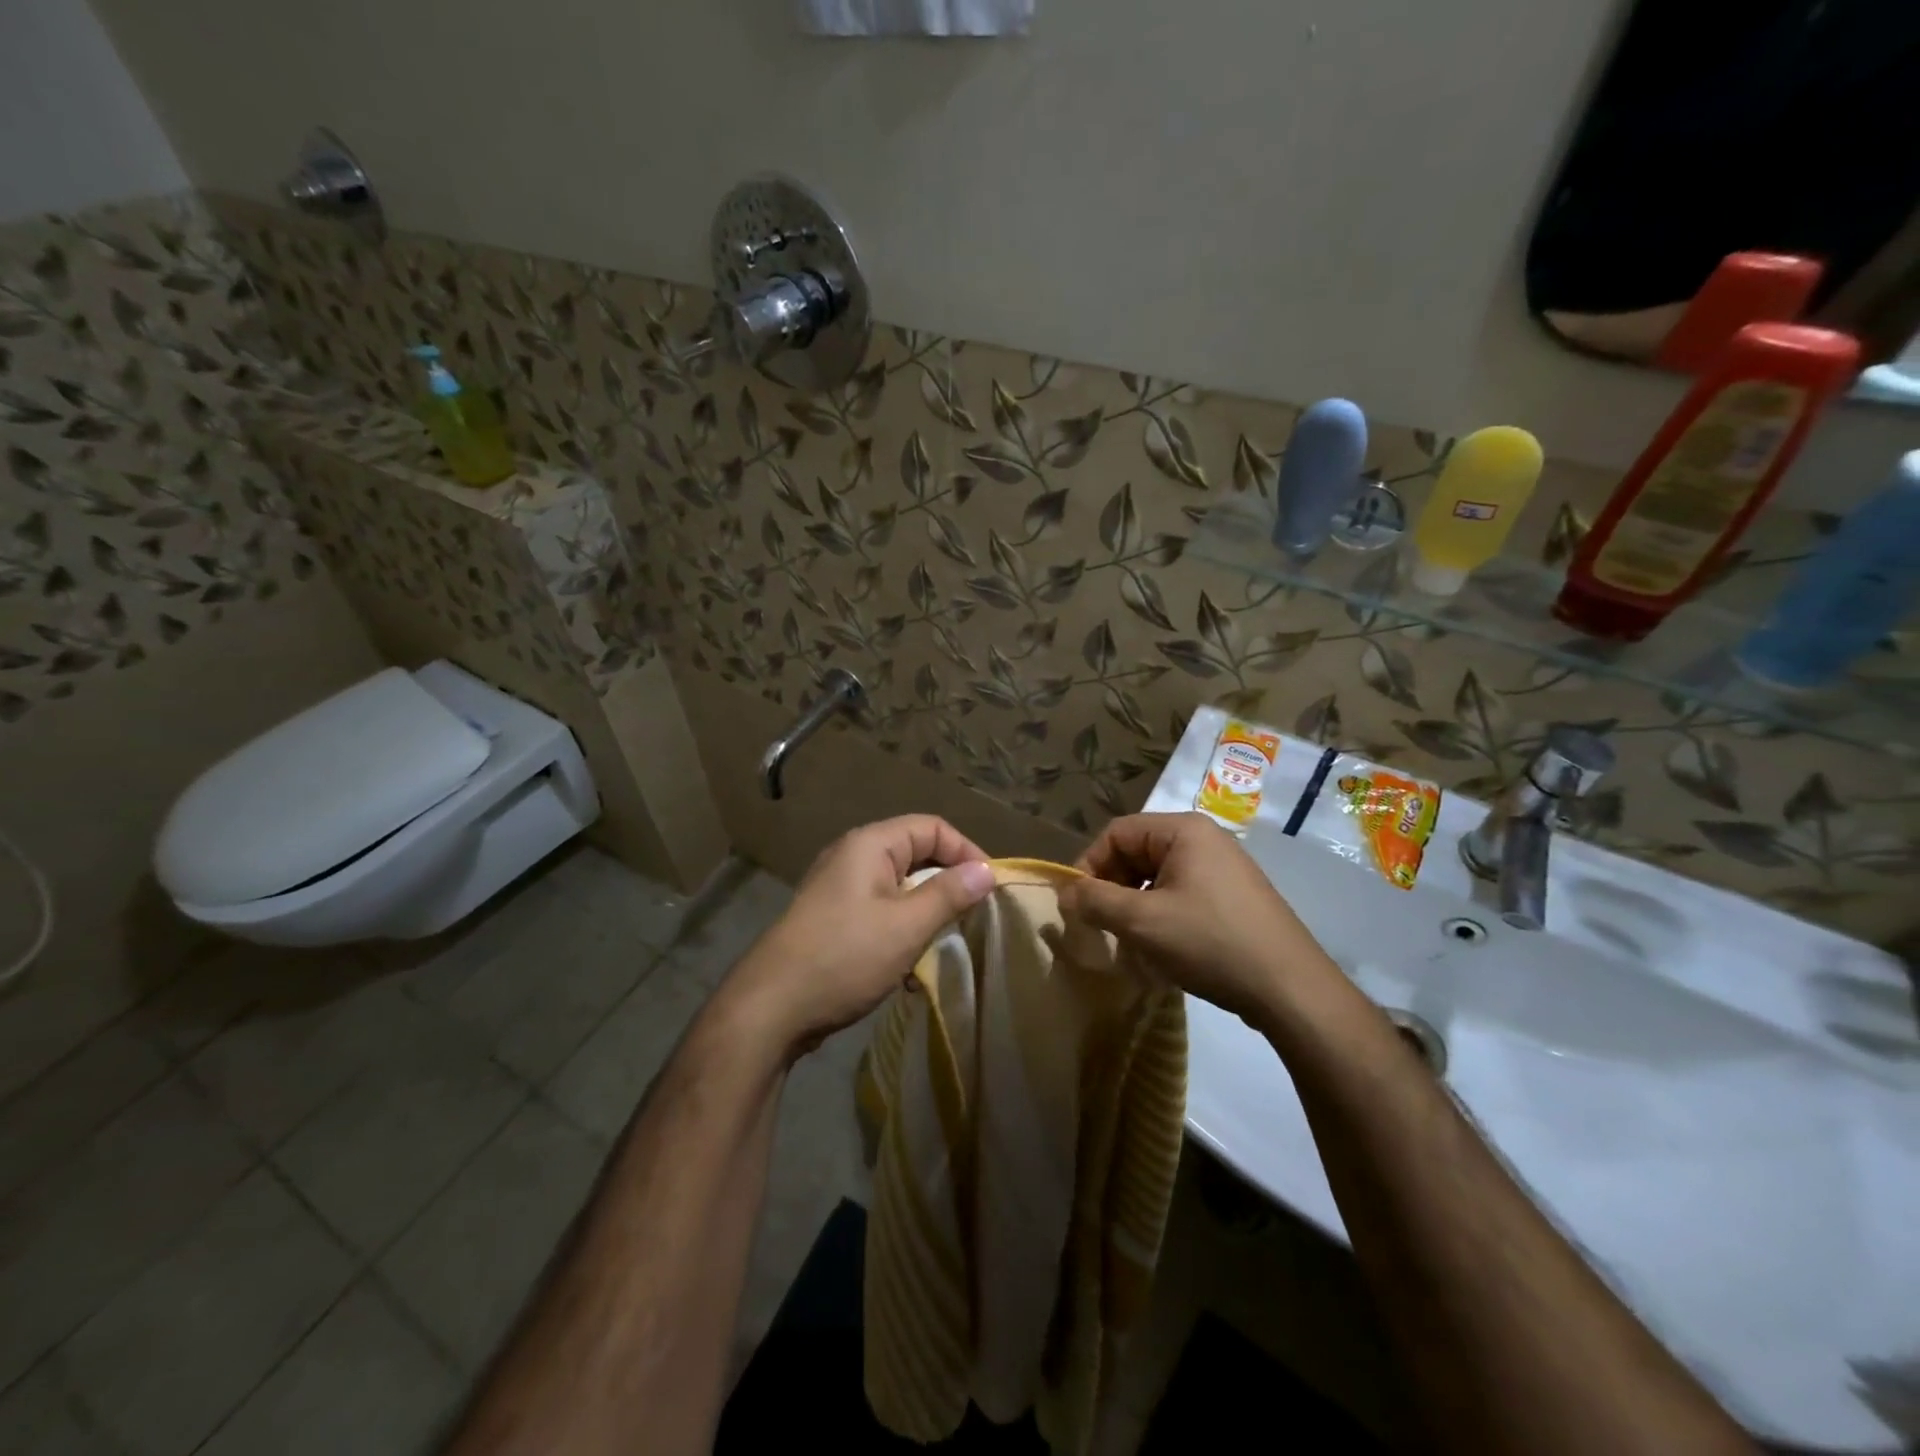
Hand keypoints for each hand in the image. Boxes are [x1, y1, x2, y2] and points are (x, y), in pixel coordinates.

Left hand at [718, 816, 995, 1060]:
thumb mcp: (907, 926)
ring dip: (926, 909)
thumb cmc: (845, 956)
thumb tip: (987, 870)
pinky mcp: (833, 918)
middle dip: (948, 881)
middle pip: (915, 853)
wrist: (771, 1007)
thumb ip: (950, 894)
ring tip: (944, 940)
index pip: (932, 827)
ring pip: (899, 885)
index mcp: (870, 844)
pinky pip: (880, 909)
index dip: (967, 851)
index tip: (990, 887)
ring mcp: (839, 888)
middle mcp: (852, 856)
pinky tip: (910, 963)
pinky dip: (902, 927)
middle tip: (973, 914)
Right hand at [1057, 812, 1341, 1025]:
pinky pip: (1181, 894)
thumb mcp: (1142, 922)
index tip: (1077, 905)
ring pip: (1157, 877)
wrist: (1290, 988)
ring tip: (1127, 941)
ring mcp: (1223, 868)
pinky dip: (1160, 915)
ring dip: (1134, 905)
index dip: (1089, 866)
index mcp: (1183, 830)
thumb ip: (1095, 901)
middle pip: (1137, 852)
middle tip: (1100, 926)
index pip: (1116, 833)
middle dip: (1112, 888)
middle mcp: (1204, 839)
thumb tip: (1064, 893)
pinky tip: (1160, 948)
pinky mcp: (1234, 897)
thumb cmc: (1210, 943)